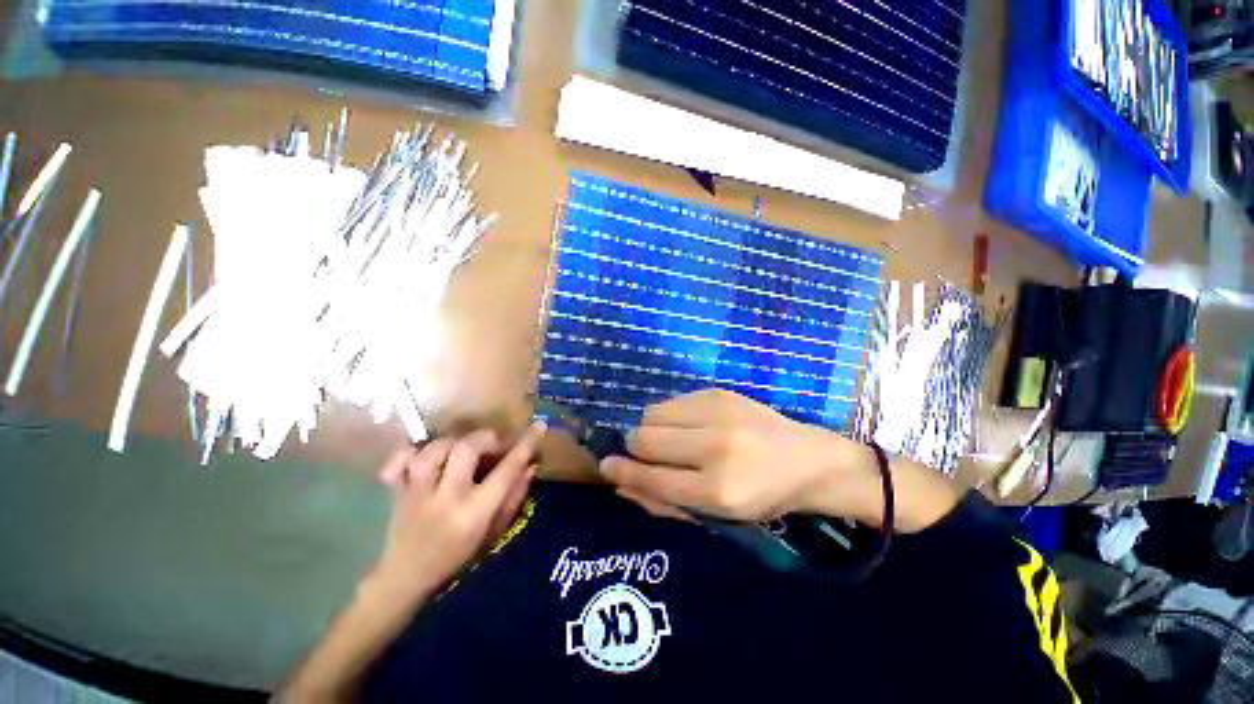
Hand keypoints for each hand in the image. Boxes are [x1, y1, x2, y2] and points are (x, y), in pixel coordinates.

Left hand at [370, 423, 545, 603]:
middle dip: (485, 439)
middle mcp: (446, 497)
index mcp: (475, 512)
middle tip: (492, 446)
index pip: (507, 470)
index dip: (525, 445)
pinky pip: (398, 461)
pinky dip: (410, 453)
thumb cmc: (458, 557)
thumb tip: (531, 465)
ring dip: (452, 444)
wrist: (406, 578)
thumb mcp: (495, 532)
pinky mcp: (395, 491)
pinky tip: (422, 458)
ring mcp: (417, 493)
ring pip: (434, 449)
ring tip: (459, 452)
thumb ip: (514, 497)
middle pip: (466, 448)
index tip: (538, 427)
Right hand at [599, 389, 882, 523]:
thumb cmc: (761, 497)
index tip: (605, 466)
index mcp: (718, 490)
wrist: (808, 459)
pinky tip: (689, 425)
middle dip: (635, 447)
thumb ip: (662, 501)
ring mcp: (718, 412)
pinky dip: (669, 416)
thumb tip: (619, 482)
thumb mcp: (715, 515)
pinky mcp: (718, 392)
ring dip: (651, 429)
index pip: (651, 477)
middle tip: (647, 455)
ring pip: (652, 413)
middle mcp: (715, 446)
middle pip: (644, 437)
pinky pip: (671, 401)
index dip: (621, 472)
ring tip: (672, 440)